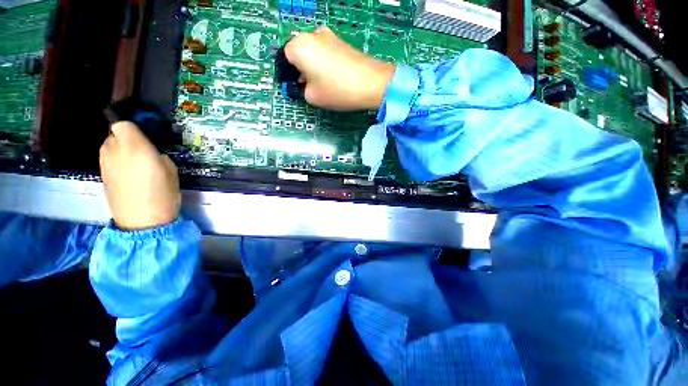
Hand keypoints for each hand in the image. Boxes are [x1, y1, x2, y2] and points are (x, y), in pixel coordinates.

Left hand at [99, 121, 180, 229]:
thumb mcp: (170, 169)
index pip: (124, 123)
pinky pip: (108, 158)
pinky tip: (129, 172)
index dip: (133, 126)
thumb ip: (157, 154)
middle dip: (128, 137)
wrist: (143, 220)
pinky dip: (117, 160)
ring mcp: (104, 162)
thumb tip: (149, 152)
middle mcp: (114, 150)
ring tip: (136, 162)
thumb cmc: (163, 193)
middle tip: (144, 149)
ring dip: (121, 148)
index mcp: (134, 146)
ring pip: (110, 145)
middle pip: (115, 133)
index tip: (145, 133)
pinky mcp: (102, 173)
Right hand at [284, 26, 395, 110]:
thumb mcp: (312, 97)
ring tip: (321, 83)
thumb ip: (301, 89)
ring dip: (312, 65)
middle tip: (306, 86)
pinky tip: (332, 76)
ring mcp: (328, 36)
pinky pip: (325, 51)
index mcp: (299, 46)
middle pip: (298, 52)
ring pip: (312, 51)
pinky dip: (323, 62)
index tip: (293, 85)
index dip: (287, 73)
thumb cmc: (337, 90)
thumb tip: (303, 84)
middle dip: (300, 68)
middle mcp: (311, 35)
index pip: (284, 58)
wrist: (370, 83)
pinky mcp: (341, 41)